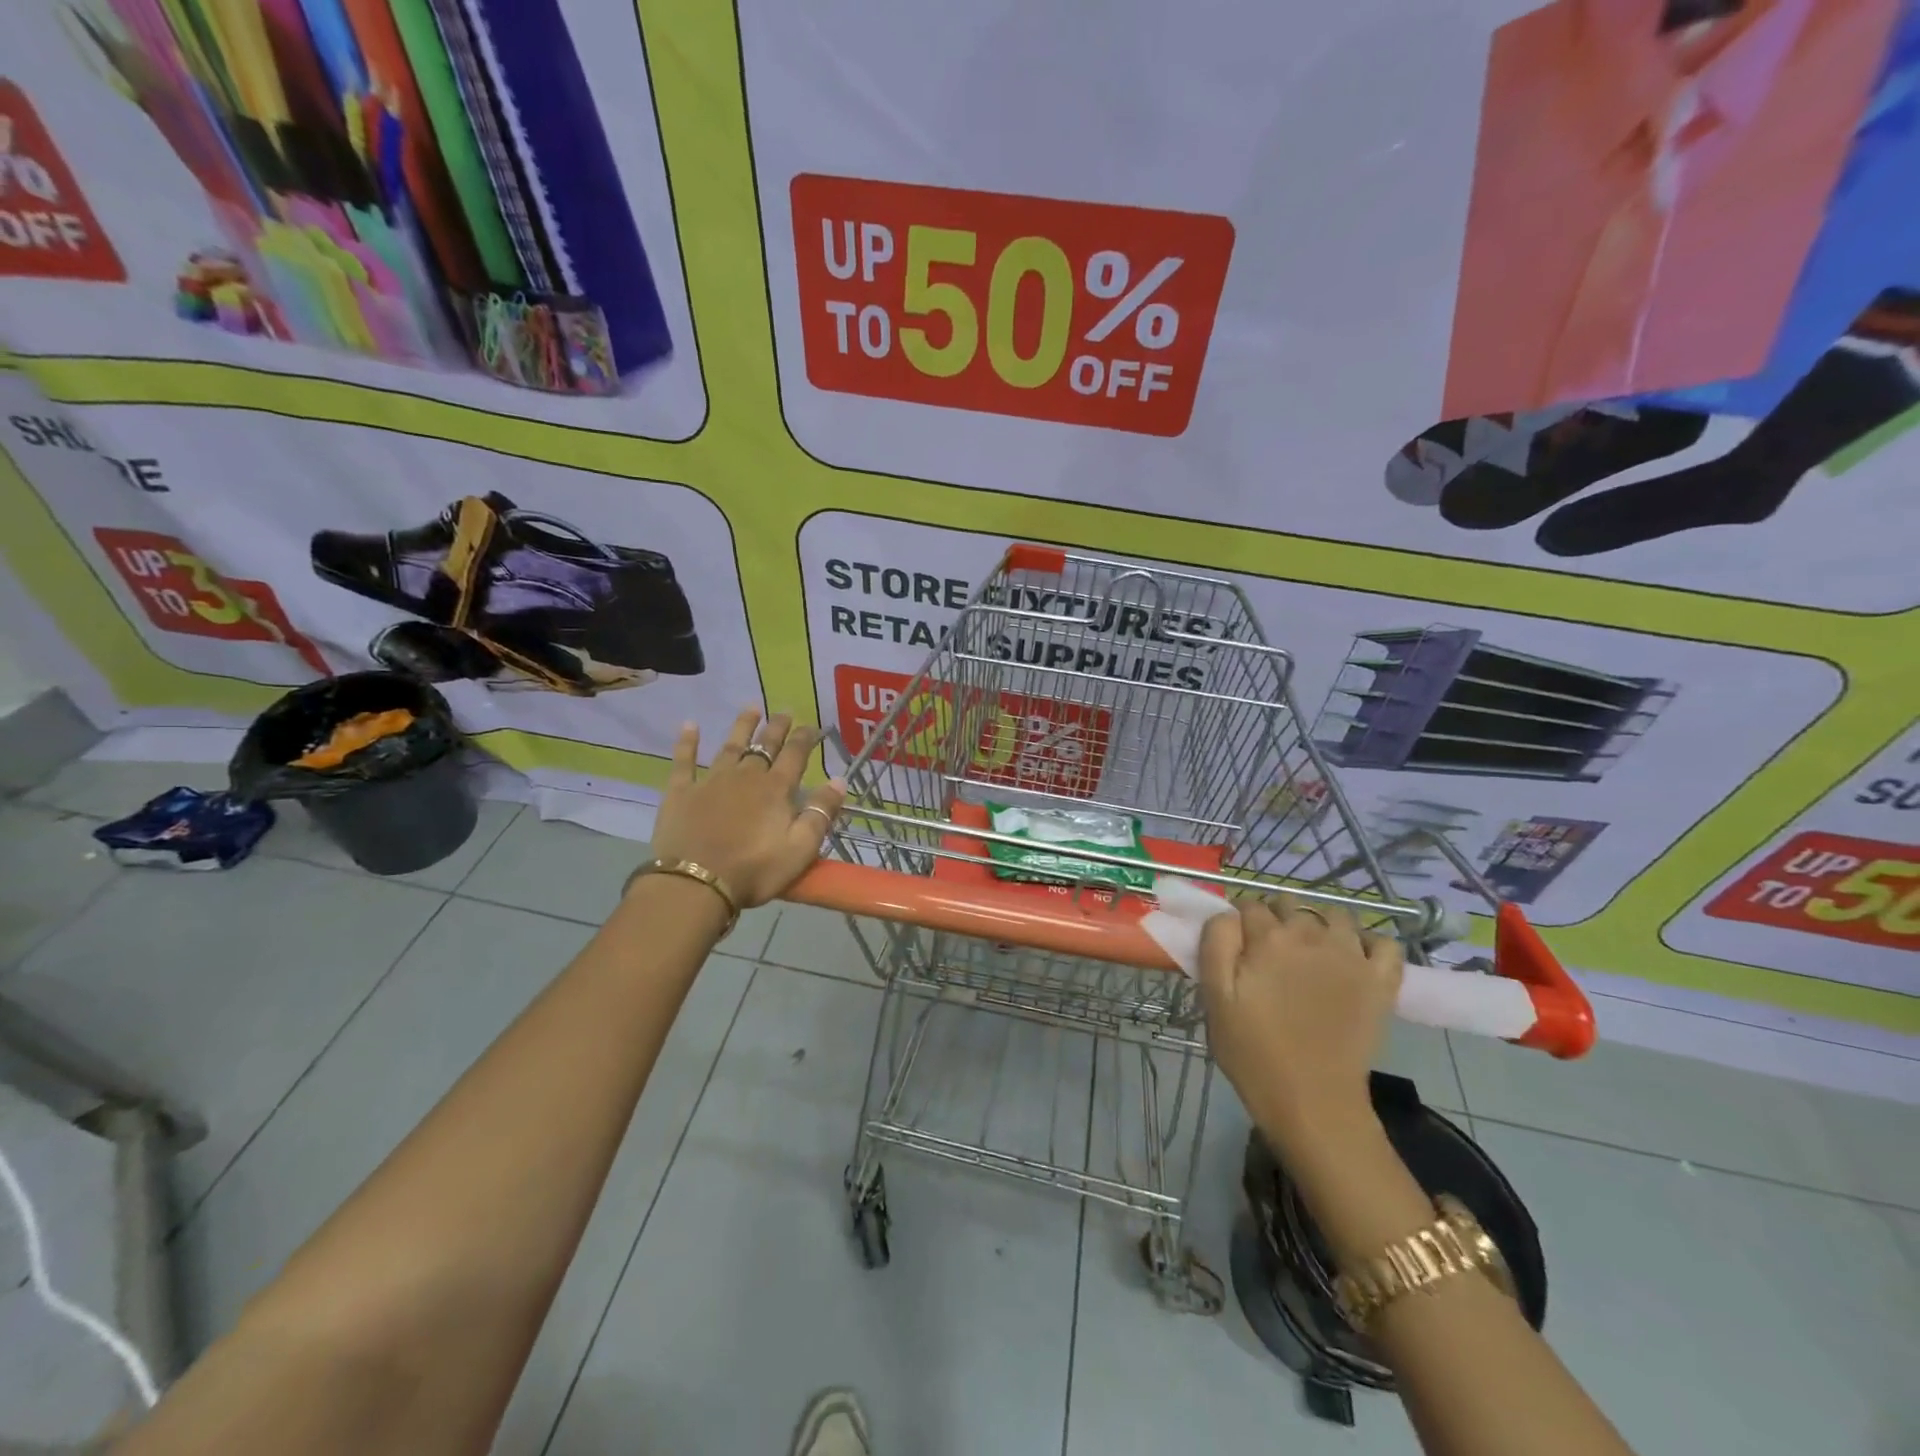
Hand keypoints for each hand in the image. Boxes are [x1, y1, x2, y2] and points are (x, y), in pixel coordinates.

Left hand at [648, 708, 846, 907]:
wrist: (696, 883)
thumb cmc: (754, 870)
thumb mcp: (800, 849)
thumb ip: (821, 813)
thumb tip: (839, 780)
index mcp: (775, 790)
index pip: (795, 755)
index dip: (805, 738)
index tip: (813, 726)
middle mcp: (745, 776)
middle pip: (764, 746)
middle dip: (777, 727)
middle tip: (784, 711)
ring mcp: (711, 781)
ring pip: (730, 746)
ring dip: (742, 726)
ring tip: (751, 708)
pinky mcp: (681, 792)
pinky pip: (684, 761)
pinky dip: (687, 742)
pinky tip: (689, 725)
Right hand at [1198, 895, 1403, 1140]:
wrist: (1312, 1102)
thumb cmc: (1253, 1052)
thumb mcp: (1215, 998)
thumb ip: (1216, 944)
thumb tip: (1227, 915)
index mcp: (1267, 938)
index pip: (1249, 905)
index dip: (1239, 921)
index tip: (1236, 945)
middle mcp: (1311, 935)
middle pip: (1289, 904)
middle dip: (1276, 918)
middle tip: (1268, 952)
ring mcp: (1351, 955)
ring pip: (1334, 915)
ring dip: (1318, 923)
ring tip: (1310, 952)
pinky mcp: (1381, 981)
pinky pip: (1384, 942)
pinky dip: (1369, 943)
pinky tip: (1353, 959)